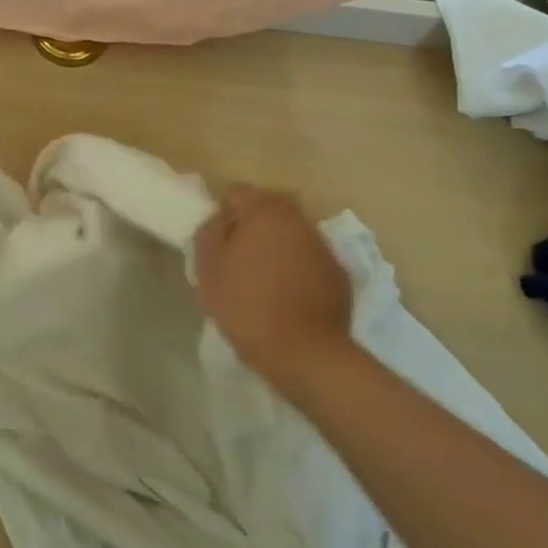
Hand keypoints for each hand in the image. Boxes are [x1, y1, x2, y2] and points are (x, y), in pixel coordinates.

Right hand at [195, 185, 357, 398]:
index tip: (218, 244)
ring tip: (265, 281)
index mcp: (265, 211)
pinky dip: (298, 269)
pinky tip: (289, 298)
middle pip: (268, 209)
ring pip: (291, 234)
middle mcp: (298, 219)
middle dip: (253, 226)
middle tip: (239, 259)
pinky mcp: (339, 274)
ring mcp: (323, 246)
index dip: (222, 215)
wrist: (306, 354)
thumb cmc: (248, 306)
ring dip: (277, 247)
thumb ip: (209, 234)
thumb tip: (219, 222)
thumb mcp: (208, 269)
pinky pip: (310, 260)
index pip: (236, 193)